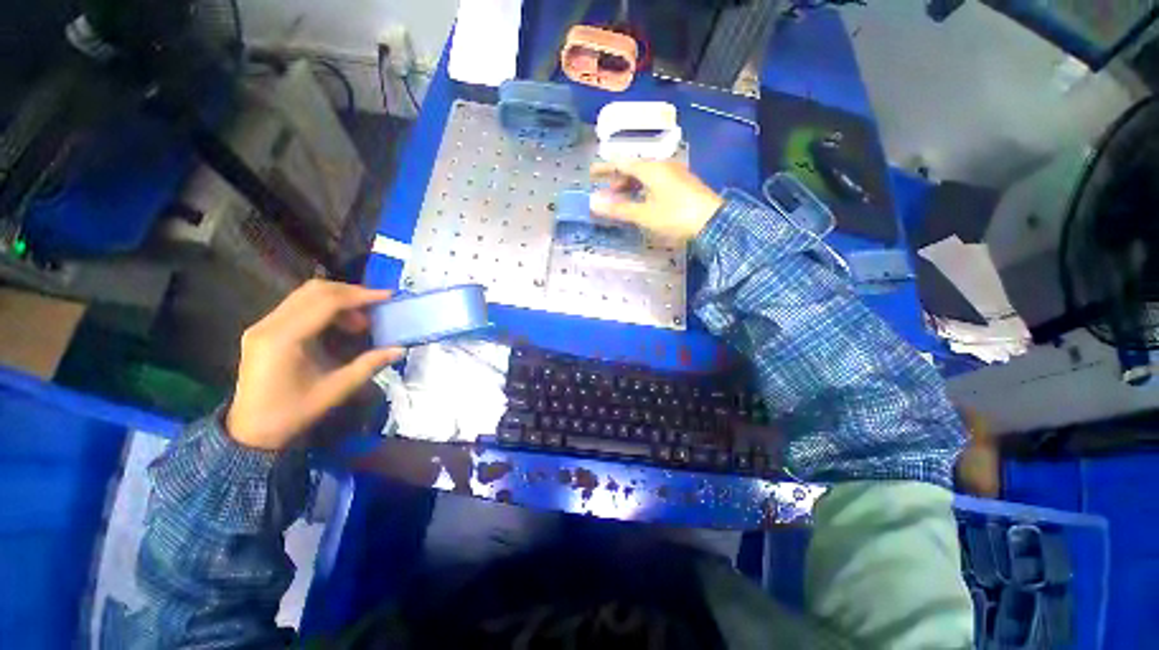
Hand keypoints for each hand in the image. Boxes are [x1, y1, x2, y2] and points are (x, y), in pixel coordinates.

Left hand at [226, 280, 403, 450]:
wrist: (251, 431)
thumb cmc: (293, 413)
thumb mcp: (336, 390)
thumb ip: (369, 365)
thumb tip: (400, 349)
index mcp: (283, 339)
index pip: (325, 302)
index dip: (360, 296)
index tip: (387, 296)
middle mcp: (268, 325)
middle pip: (314, 291)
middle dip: (351, 293)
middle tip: (376, 307)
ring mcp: (263, 325)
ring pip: (305, 295)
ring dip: (339, 300)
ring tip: (360, 322)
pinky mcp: (264, 329)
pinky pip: (298, 306)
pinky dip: (325, 308)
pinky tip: (340, 325)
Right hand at [589, 161, 723, 239]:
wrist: (714, 222)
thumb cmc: (675, 216)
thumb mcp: (644, 214)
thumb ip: (618, 209)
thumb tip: (593, 203)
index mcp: (651, 169)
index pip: (622, 163)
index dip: (605, 168)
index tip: (591, 173)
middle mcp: (662, 166)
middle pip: (634, 168)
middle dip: (617, 181)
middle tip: (606, 194)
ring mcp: (674, 174)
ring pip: (645, 176)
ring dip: (630, 187)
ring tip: (621, 201)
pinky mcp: (682, 184)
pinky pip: (655, 182)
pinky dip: (643, 190)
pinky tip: (641, 202)